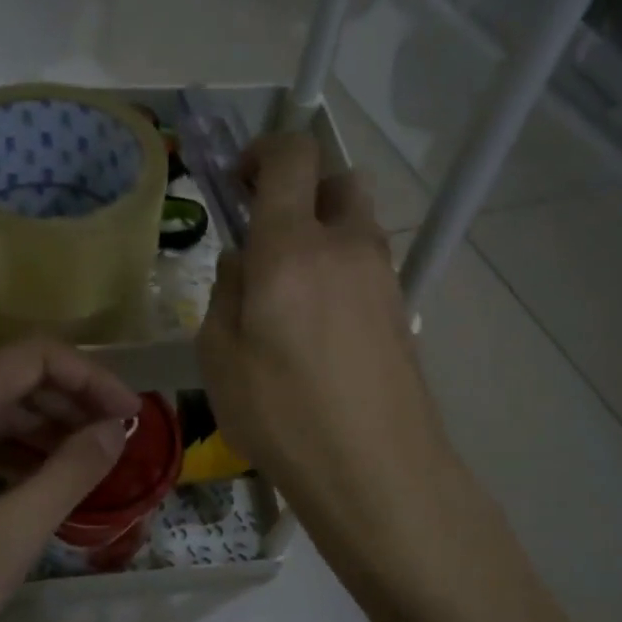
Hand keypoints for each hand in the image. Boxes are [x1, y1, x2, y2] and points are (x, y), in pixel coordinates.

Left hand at [0, 340, 140, 621]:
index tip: (129, 415)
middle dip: (71, 402)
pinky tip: (39, 481)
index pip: (33, 357)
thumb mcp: (10, 535)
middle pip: (11, 378)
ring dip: (43, 427)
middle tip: (116, 439)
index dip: (91, 377)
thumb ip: (70, 473)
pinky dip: (10, 451)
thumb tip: (114, 430)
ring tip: (88, 461)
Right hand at [196, 134, 456, 594]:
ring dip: (324, 235)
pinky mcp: (401, 312)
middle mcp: (346, 247)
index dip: (264, 150)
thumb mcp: (219, 357)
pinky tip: (319, 330)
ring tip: (290, 295)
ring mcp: (383, 279)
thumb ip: (226, 293)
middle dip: (302, 191)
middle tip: (268, 236)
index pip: (293, 156)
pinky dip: (341, 274)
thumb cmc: (282, 414)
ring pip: (357, 226)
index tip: (238, 180)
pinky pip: (367, 269)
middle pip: (337, 181)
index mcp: (292, 247)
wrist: (376, 471)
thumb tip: (244, 263)